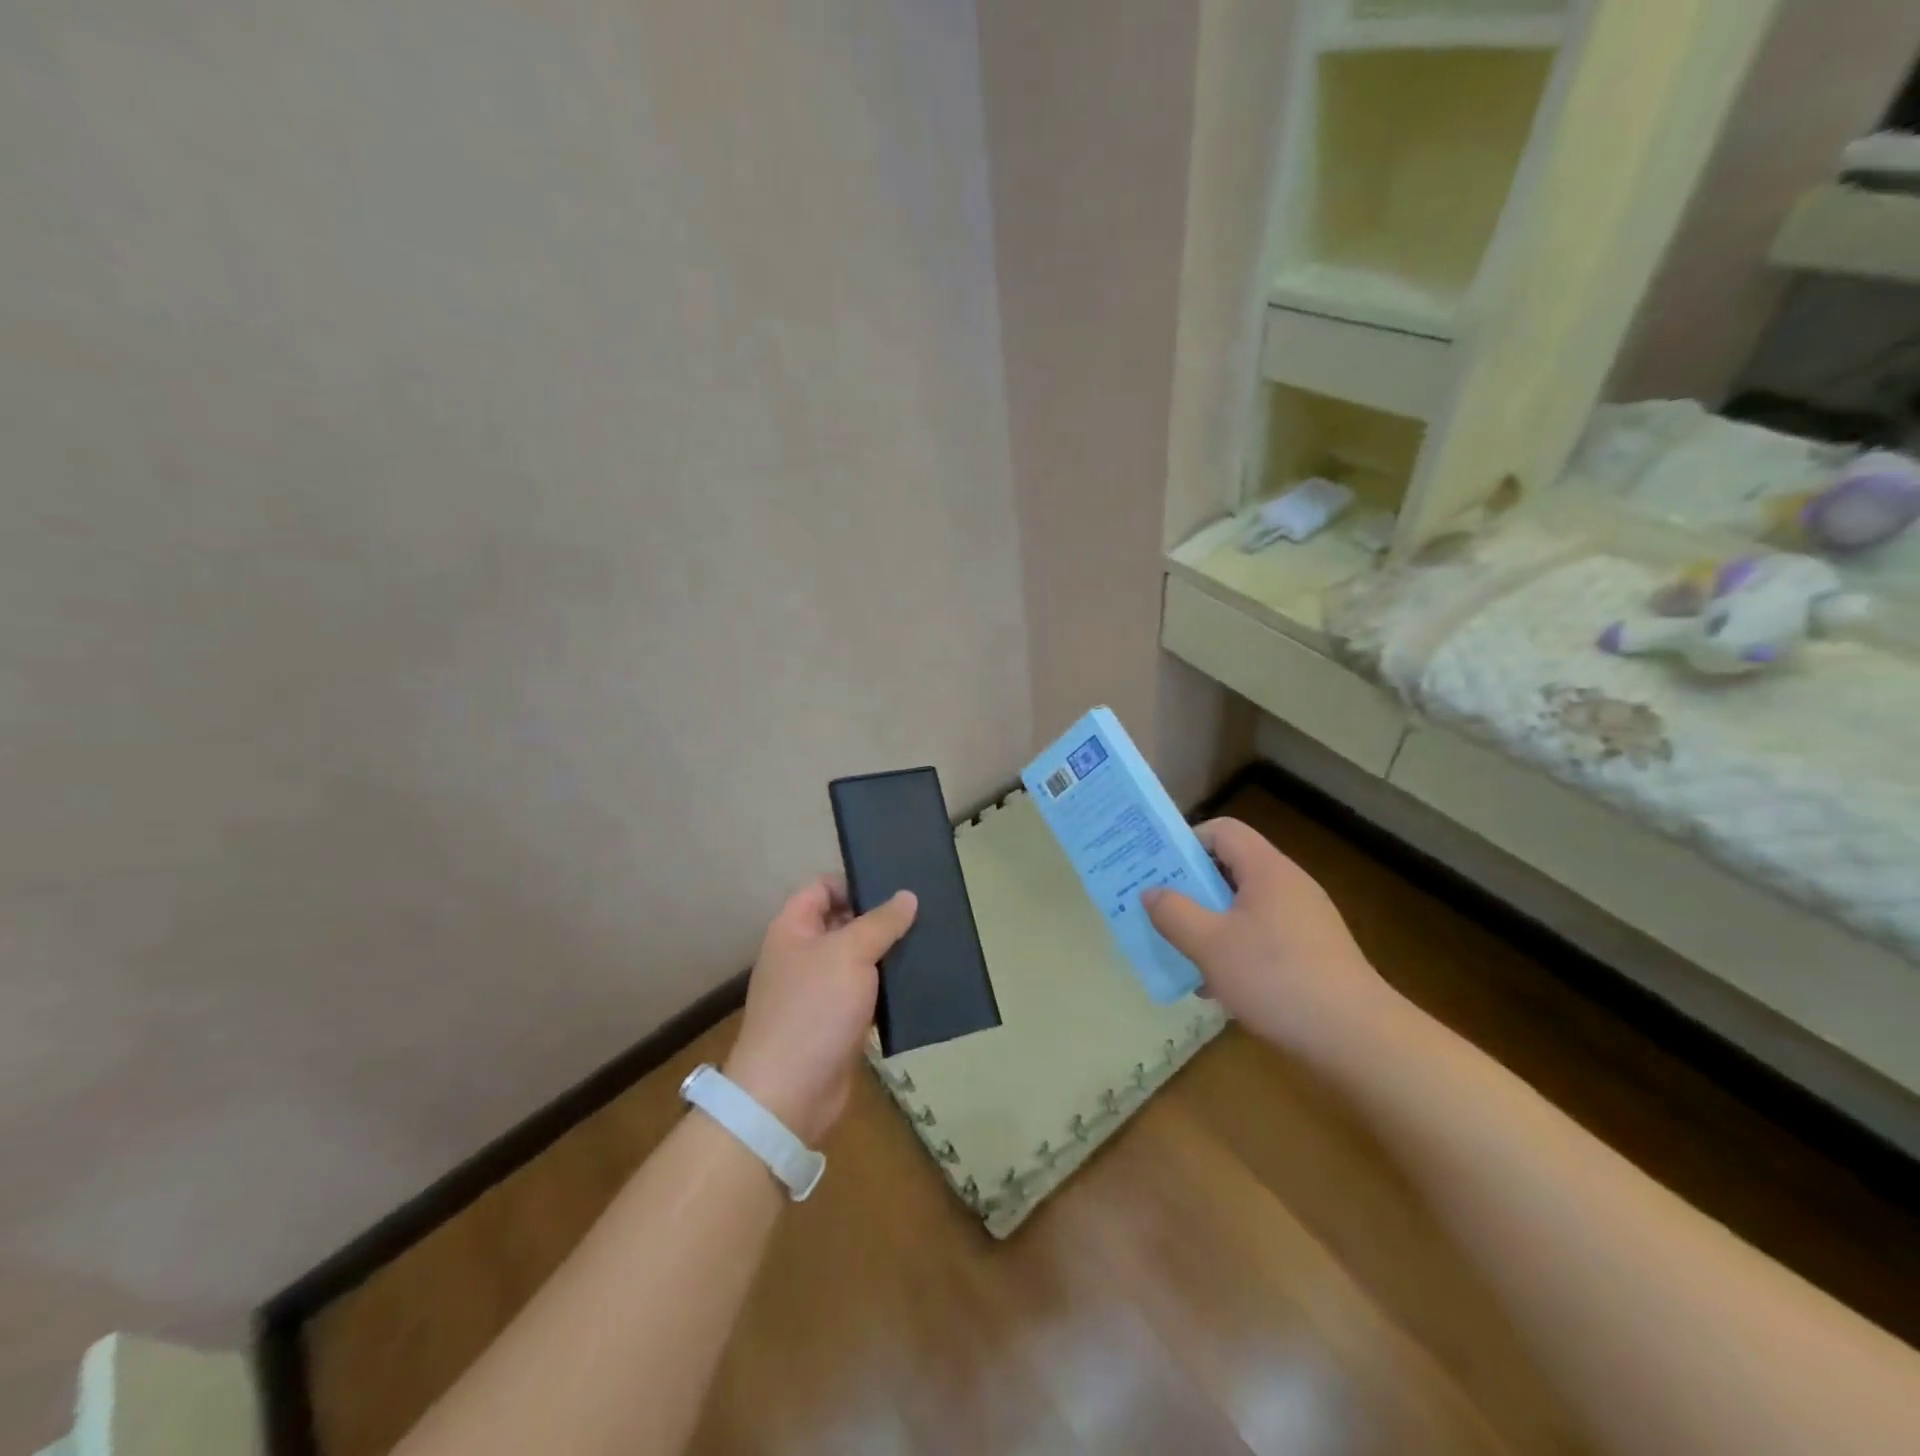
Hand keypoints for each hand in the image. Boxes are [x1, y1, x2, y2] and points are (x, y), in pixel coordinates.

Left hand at [723, 877, 916, 1145]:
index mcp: (793, 929)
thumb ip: (881, 922)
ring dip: (888, 955)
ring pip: (858, 960)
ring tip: (930, 943)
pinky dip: (887, 989)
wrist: (788, 1094)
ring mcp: (818, 991)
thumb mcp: (850, 953)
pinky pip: (865, 995)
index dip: (854, 883)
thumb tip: (908, 896)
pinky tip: (919, 983)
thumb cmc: (813, 1009)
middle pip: (843, 923)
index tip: (894, 887)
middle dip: (879, 919)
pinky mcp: (836, 1023)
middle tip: (923, 912)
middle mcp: (802, 955)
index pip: (822, 888)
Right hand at [1144, 818, 1397, 1060]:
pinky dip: (1237, 949)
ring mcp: (1306, 920)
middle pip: (1231, 868)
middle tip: (1161, 912)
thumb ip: (1174, 913)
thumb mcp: (1209, 945)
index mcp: (1266, 870)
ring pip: (1245, 907)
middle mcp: (1289, 885)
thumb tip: (1151, 892)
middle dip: (1192, 889)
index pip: (1222, 830)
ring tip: (1184, 954)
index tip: (1159, 871)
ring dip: (1211, 924)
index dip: (1186, 842)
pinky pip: (1264, 936)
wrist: (1357, 1038)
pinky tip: (1220, 987)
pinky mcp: (1314, 953)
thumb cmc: (1276, 977)